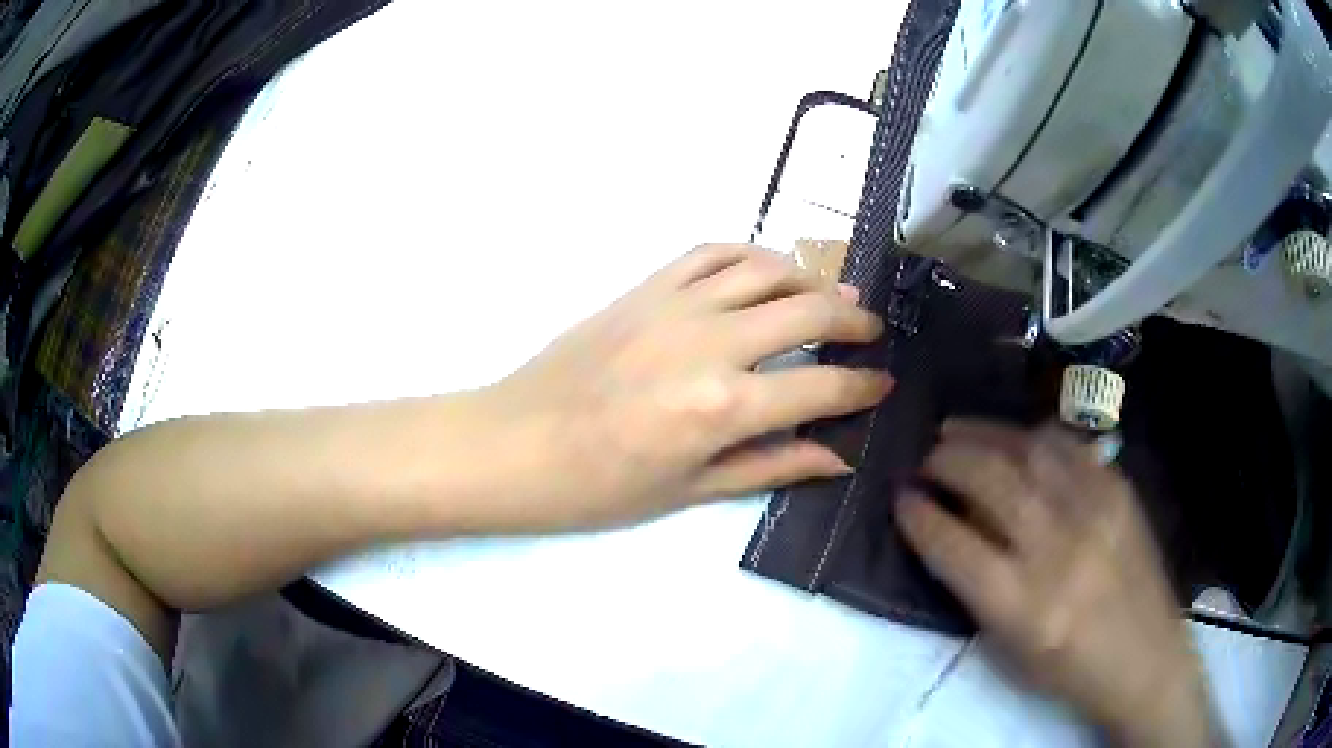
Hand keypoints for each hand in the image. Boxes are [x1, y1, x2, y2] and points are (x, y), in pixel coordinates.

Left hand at [484, 243, 892, 529]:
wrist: (515, 443)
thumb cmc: (598, 487)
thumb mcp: (690, 491)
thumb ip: (771, 466)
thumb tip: (838, 458)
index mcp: (723, 407)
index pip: (822, 386)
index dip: (863, 386)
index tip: (884, 383)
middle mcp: (709, 343)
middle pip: (808, 310)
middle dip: (854, 319)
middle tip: (872, 330)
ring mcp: (674, 305)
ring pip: (766, 269)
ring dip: (810, 276)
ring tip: (831, 294)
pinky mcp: (644, 287)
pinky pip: (710, 252)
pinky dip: (750, 253)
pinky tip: (766, 270)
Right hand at [896, 420, 1215, 747]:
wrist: (1145, 658)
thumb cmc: (1068, 669)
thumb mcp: (1010, 647)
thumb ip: (977, 587)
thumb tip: (950, 526)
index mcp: (1023, 606)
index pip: (955, 546)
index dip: (919, 516)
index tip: (900, 497)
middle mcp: (1059, 550)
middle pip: (991, 482)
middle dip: (946, 460)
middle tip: (924, 456)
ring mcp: (1095, 511)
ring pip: (1029, 450)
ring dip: (983, 434)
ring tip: (955, 429)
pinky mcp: (1119, 490)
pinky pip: (1068, 446)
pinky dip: (1031, 435)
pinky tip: (1014, 436)